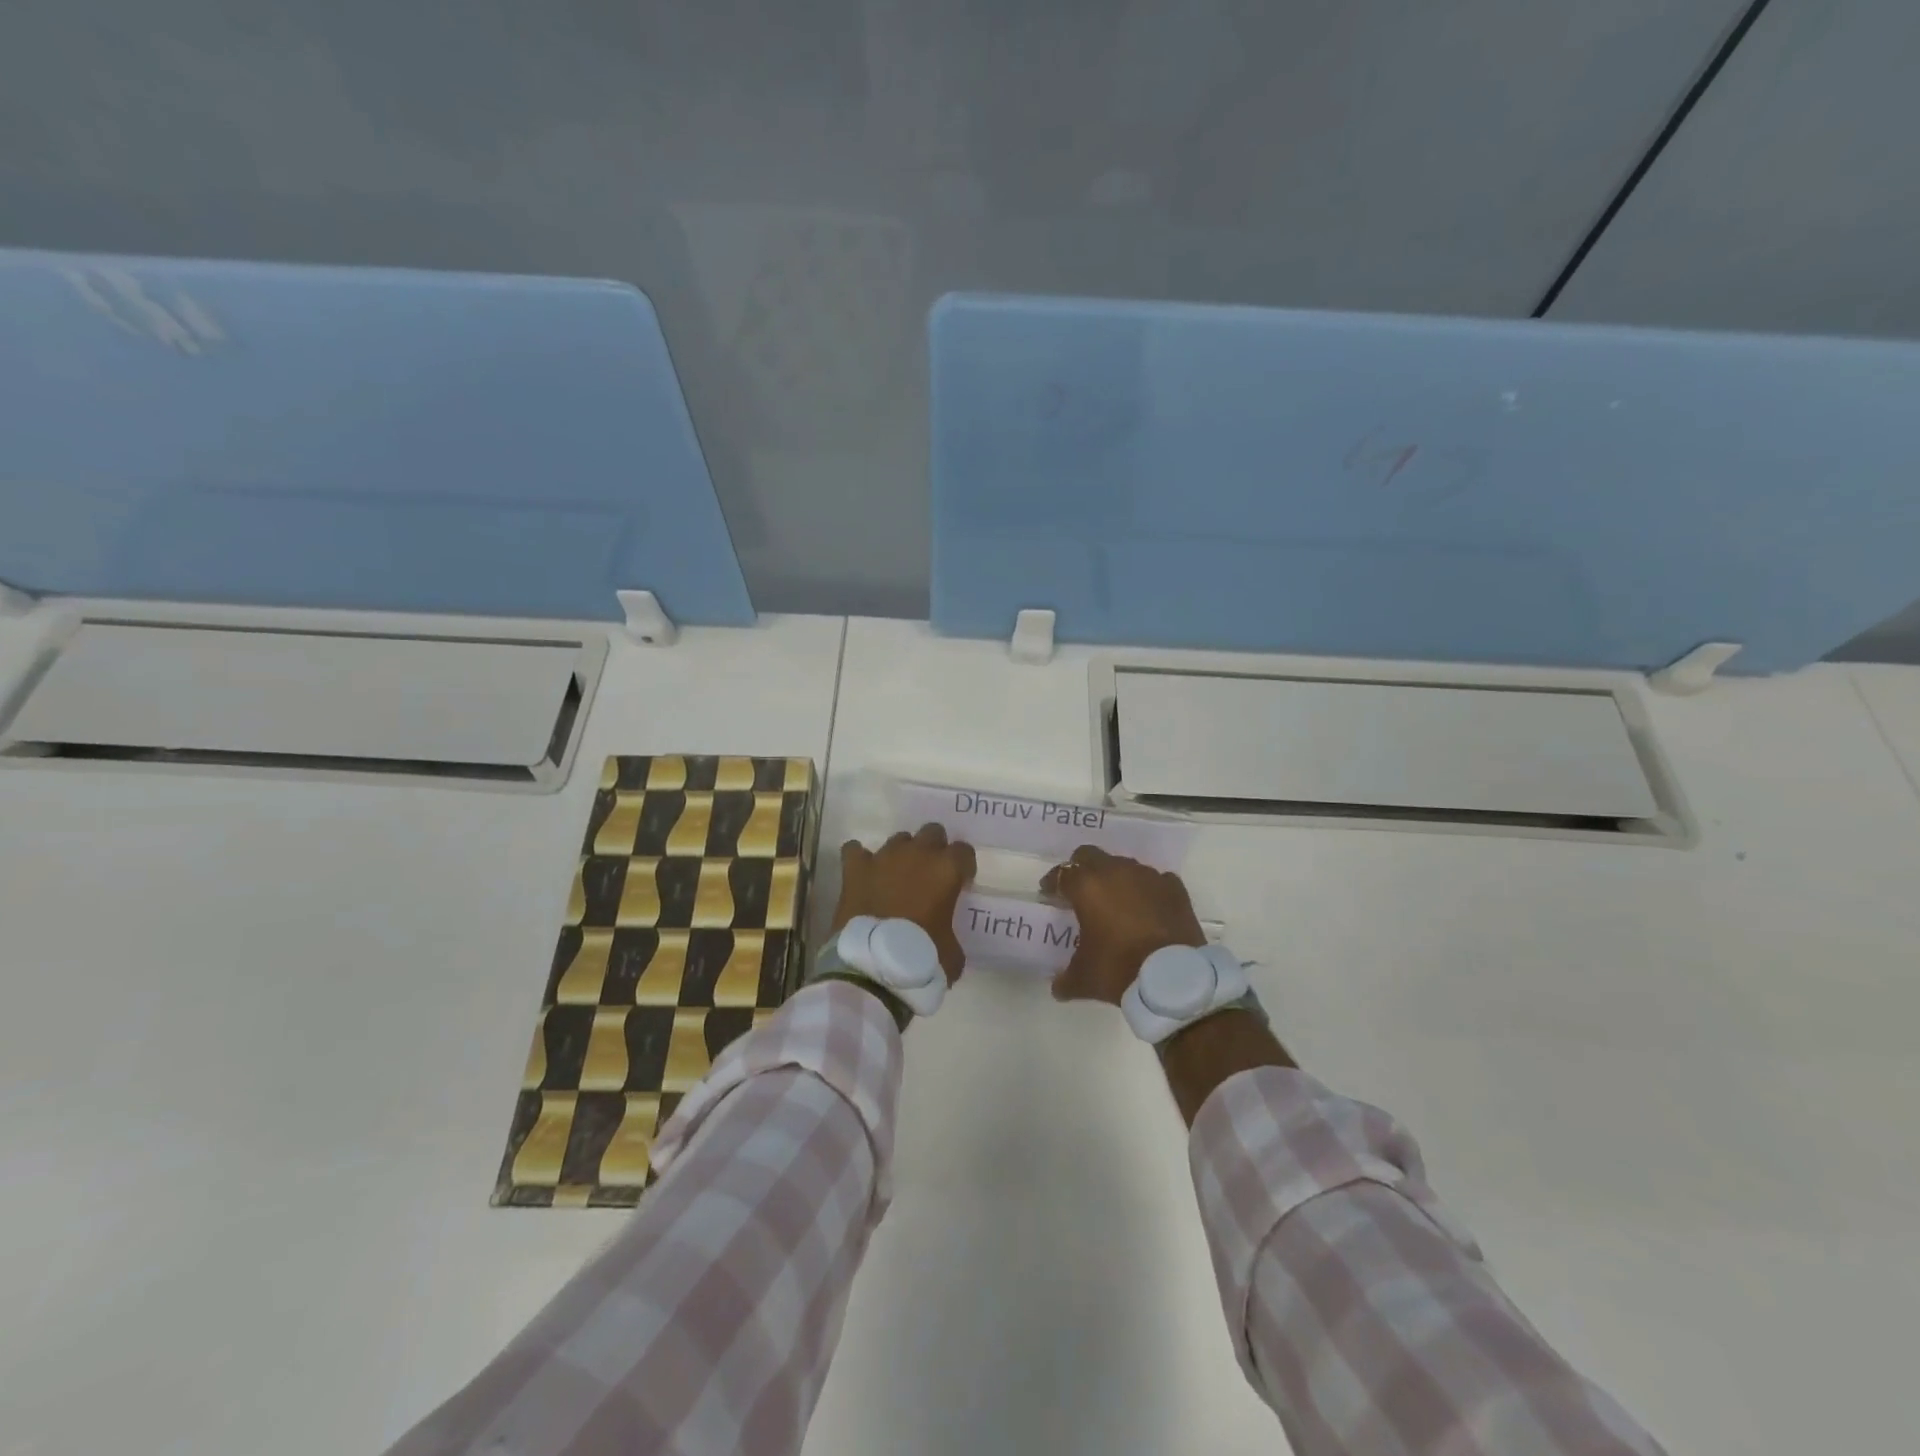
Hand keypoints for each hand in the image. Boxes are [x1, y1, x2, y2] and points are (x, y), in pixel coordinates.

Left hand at [831, 824, 977, 984]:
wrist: (874, 966)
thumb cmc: (922, 958)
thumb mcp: (953, 952)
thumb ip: (951, 931)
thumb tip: (944, 935)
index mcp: (947, 870)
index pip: (964, 851)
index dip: (963, 867)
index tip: (959, 883)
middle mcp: (918, 854)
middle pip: (932, 832)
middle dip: (934, 849)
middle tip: (929, 875)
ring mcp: (884, 857)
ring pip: (898, 839)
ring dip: (901, 854)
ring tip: (896, 878)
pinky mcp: (856, 868)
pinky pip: (855, 850)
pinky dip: (860, 859)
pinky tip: (863, 872)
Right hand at [1040, 845, 1205, 1004]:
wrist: (1174, 978)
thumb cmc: (1120, 969)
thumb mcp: (1084, 979)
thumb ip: (1065, 979)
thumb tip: (1057, 987)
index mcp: (1087, 886)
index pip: (1062, 873)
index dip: (1052, 883)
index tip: (1048, 893)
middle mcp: (1116, 872)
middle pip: (1090, 856)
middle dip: (1081, 869)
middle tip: (1078, 890)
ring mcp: (1148, 876)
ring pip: (1124, 866)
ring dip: (1115, 878)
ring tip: (1115, 901)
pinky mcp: (1174, 888)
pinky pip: (1154, 880)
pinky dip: (1146, 890)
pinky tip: (1147, 908)